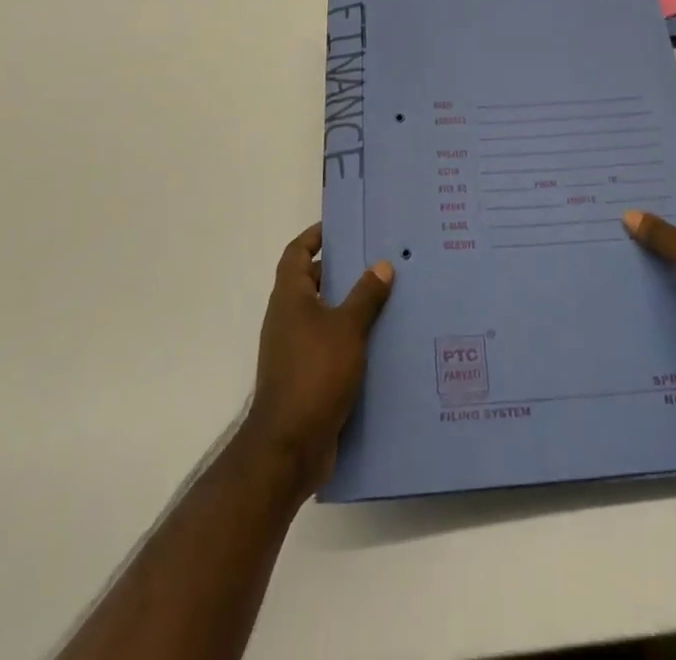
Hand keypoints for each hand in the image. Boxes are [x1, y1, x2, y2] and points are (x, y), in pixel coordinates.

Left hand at [240, 223, 392, 498]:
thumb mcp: (347, 329)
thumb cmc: (314, 375)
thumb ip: (366, 296)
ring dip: (349, 306)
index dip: (315, 236)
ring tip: (388, 298)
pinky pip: (329, 345)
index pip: (297, 253)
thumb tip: (382, 265)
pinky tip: (380, 343)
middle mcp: (287, 318)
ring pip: (324, 316)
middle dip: (342, 270)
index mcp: (290, 298)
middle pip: (313, 282)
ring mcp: (294, 350)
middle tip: (378, 260)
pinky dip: (350, 338)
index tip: (341, 227)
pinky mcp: (305, 377)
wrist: (288, 449)